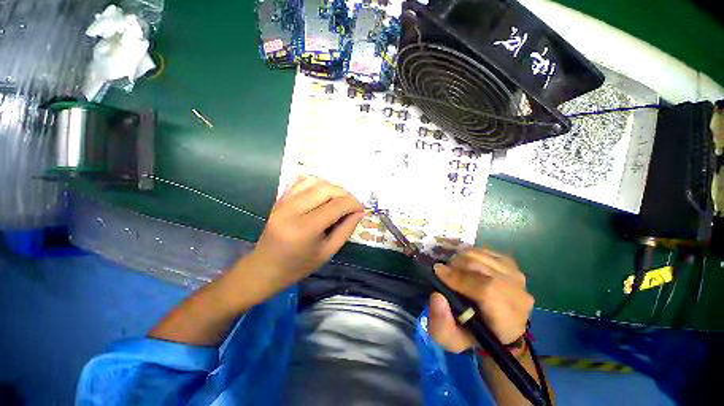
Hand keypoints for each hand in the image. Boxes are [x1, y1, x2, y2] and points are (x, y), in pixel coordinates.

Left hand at [247, 176, 365, 293]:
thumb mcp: (328, 252)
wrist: (265, 268)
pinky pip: (301, 182)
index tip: (361, 209)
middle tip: (352, 205)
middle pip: (326, 189)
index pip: (336, 206)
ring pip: (314, 182)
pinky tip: (323, 193)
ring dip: (332, 187)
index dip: (353, 204)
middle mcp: (292, 210)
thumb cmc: (298, 266)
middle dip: (345, 194)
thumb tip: (360, 212)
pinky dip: (316, 183)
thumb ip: (346, 229)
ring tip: (339, 199)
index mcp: (305, 229)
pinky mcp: (279, 199)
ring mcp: (283, 202)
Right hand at [428, 248, 533, 351]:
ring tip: (452, 268)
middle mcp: (519, 295)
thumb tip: (437, 296)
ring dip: (461, 258)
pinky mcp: (511, 265)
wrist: (495, 329)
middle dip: (456, 265)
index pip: (487, 290)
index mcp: (507, 320)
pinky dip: (470, 254)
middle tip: (442, 271)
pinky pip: (485, 251)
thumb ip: (441, 324)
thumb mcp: (451, 339)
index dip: (459, 278)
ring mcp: (517, 277)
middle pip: (483, 268)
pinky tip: (464, 264)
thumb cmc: (472, 336)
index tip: (437, 272)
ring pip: (482, 256)